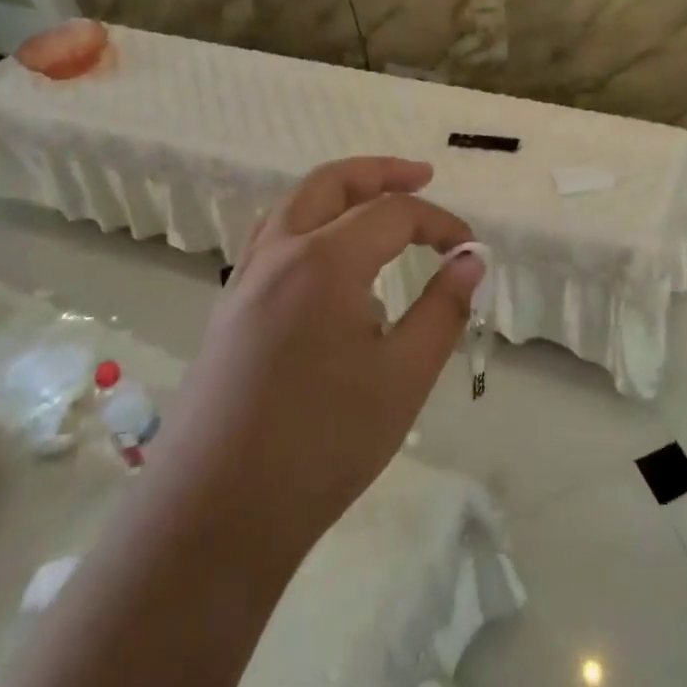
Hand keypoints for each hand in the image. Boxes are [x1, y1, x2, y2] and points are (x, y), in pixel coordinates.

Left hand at [159, 157, 482, 577]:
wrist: (215, 514)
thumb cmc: (322, 444)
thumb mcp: (404, 378)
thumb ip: (442, 309)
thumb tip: (471, 259)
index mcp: (325, 261)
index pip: (394, 213)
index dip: (439, 223)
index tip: (470, 250)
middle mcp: (279, 254)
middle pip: (330, 183)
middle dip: (380, 172)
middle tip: (422, 176)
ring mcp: (245, 280)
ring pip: (293, 207)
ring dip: (339, 194)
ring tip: (376, 208)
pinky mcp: (228, 311)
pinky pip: (272, 242)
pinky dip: (310, 226)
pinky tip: (331, 266)